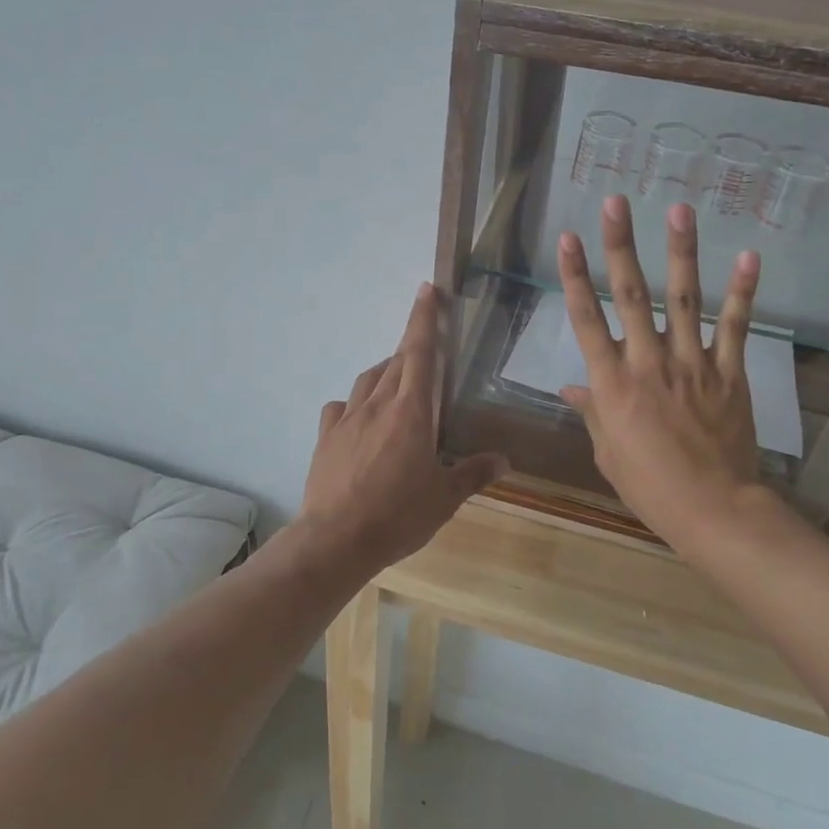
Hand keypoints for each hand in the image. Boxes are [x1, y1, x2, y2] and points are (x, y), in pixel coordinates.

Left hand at [298, 283, 506, 573]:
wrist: (335, 538)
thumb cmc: (397, 515)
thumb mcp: (444, 498)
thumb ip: (473, 473)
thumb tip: (503, 459)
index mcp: (411, 411)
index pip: (421, 352)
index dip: (424, 318)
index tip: (427, 289)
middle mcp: (378, 404)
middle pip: (396, 361)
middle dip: (412, 345)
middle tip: (426, 344)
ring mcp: (347, 418)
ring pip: (368, 379)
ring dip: (385, 372)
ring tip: (398, 382)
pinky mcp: (326, 436)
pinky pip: (341, 407)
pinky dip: (355, 403)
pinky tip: (360, 417)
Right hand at [558, 196, 769, 553]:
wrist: (713, 510)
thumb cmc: (649, 486)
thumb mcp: (607, 452)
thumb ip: (592, 412)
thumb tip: (572, 389)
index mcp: (612, 383)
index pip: (586, 320)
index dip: (574, 276)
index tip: (567, 238)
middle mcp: (648, 362)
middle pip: (630, 295)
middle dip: (619, 246)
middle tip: (615, 203)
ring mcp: (692, 364)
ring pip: (683, 299)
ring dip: (680, 252)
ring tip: (679, 210)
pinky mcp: (729, 372)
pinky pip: (736, 327)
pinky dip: (743, 291)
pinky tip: (748, 256)